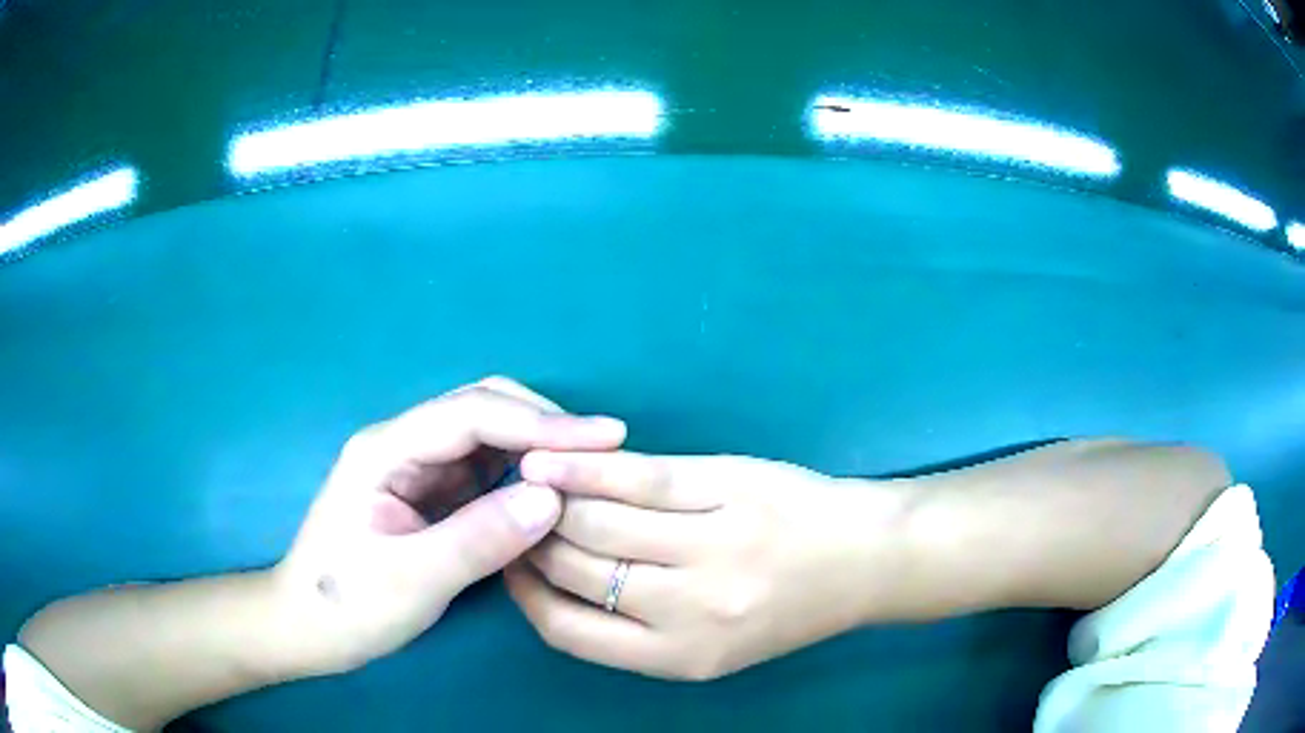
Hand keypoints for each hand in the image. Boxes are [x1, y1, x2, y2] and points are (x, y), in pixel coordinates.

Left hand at [269, 378, 626, 675]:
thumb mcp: (413, 580)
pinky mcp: (426, 494)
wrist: (307, 628)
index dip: (542, 423)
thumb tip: (553, 497)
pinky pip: (481, 471)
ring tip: (589, 468)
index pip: (473, 415)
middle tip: (604, 451)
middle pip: (481, 408)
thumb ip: (481, 538)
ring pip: (486, 436)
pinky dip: (520, 475)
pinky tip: (548, 492)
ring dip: (537, 446)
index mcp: (387, 451)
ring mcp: (414, 468)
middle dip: (543, 423)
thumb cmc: (347, 605)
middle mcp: (402, 445)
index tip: (605, 438)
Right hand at [504, 452, 909, 680]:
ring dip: (547, 499)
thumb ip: (639, 629)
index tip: (510, 562)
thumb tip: (554, 580)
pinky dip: (584, 467)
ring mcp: (711, 545)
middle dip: (530, 538)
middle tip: (516, 513)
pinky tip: (548, 455)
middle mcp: (689, 610)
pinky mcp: (729, 489)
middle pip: (572, 569)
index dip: (523, 592)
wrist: (867, 560)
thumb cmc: (787, 608)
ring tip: (527, 482)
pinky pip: (638, 477)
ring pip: (594, 520)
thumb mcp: (713, 646)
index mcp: (678, 657)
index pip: (567, 630)